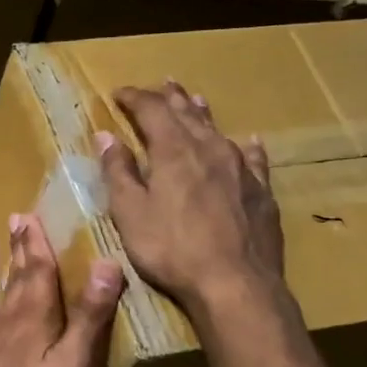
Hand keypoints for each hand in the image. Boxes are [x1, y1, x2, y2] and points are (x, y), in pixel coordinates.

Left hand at [0, 213, 124, 366]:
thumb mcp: (74, 364)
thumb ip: (89, 316)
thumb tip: (106, 262)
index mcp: (33, 318)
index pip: (37, 271)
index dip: (36, 243)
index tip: (30, 215)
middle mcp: (2, 323)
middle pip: (11, 279)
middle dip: (16, 249)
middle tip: (13, 220)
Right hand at [99, 82, 287, 313]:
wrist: (235, 282)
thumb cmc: (171, 249)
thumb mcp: (131, 213)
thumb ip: (118, 172)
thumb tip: (105, 136)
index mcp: (173, 151)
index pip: (151, 110)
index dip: (134, 98)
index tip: (118, 93)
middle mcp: (209, 149)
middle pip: (187, 113)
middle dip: (169, 97)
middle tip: (160, 84)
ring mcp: (241, 168)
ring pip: (218, 130)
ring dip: (202, 113)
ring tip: (194, 99)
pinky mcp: (261, 191)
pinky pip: (253, 157)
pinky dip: (245, 146)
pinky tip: (249, 142)